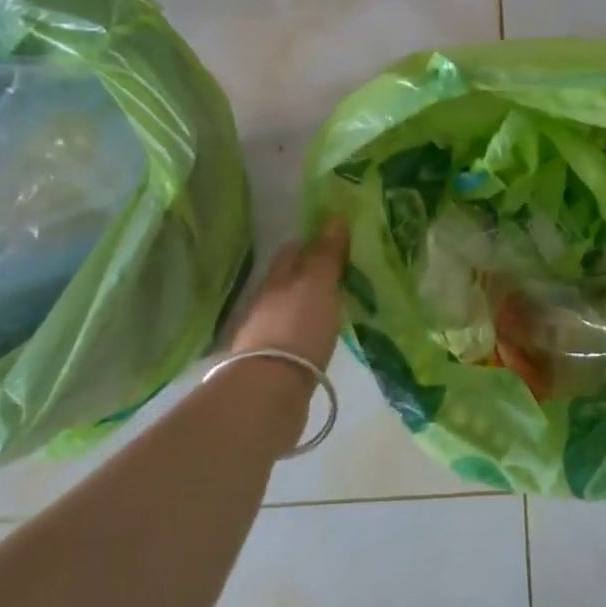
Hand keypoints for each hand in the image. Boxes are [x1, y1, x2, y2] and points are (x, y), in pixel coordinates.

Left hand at [227, 217, 350, 370]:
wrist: (271, 389)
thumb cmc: (297, 326)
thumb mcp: (318, 284)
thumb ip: (326, 254)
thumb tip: (335, 217)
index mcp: (276, 278)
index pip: (292, 251)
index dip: (310, 242)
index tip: (333, 240)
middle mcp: (267, 301)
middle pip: (288, 279)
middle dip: (308, 273)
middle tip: (339, 271)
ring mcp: (267, 332)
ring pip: (289, 307)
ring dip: (307, 302)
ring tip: (333, 303)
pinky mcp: (273, 361)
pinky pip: (293, 334)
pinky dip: (306, 329)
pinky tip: (320, 334)